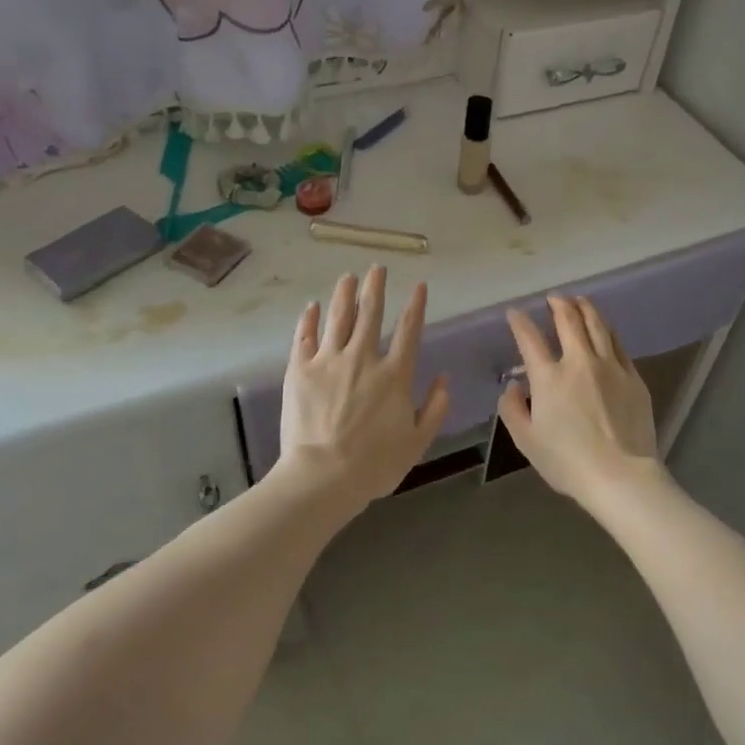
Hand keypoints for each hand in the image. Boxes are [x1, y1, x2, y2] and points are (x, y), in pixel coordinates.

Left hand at [276, 266, 449, 508]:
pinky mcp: (300, 369)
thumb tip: (444, 378)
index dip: (415, 305)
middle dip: (376, 288)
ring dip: (344, 294)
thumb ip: (435, 408)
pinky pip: (305, 337)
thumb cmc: (375, 464)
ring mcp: (328, 360)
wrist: (323, 476)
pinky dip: (309, 319)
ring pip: (338, 317)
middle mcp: (363, 358)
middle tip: (376, 268)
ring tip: (348, 277)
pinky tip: (312, 307)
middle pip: (371, 313)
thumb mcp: (417, 441)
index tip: (418, 285)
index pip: (409, 330)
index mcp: (394, 375)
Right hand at [499, 294, 669, 511]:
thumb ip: (512, 409)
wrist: (620, 476)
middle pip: (569, 320)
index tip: (515, 313)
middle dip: (558, 304)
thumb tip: (513, 386)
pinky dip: (607, 331)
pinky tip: (605, 330)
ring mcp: (610, 367)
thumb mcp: (527, 441)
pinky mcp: (633, 377)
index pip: (529, 338)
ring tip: (580, 300)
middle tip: (554, 298)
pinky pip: (618, 344)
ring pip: (598, 325)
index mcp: (549, 377)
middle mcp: (579, 362)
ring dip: (586, 308)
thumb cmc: (567, 462)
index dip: (520, 322)